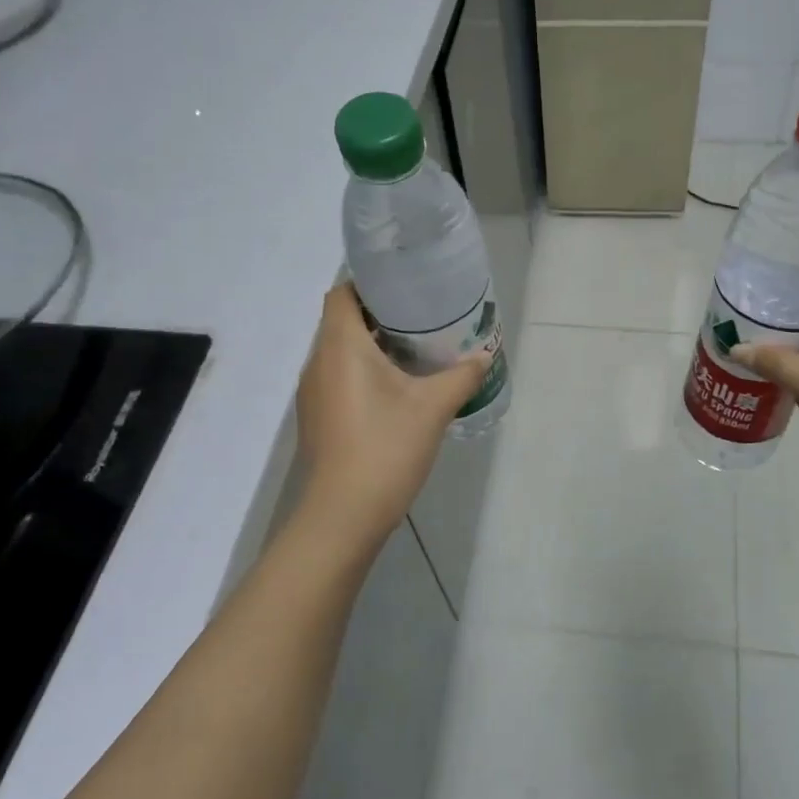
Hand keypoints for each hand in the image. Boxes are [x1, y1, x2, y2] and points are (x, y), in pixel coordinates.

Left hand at [295, 282, 489, 542]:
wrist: (344, 515)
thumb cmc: (386, 447)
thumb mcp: (433, 408)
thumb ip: (461, 376)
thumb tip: (484, 355)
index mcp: (340, 346)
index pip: (342, 294)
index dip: (368, 283)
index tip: (404, 286)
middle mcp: (318, 362)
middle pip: (341, 321)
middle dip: (378, 314)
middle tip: (421, 317)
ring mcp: (313, 393)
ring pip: (339, 352)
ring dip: (371, 345)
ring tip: (413, 350)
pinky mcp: (318, 418)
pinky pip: (338, 378)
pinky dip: (362, 372)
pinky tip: (395, 390)